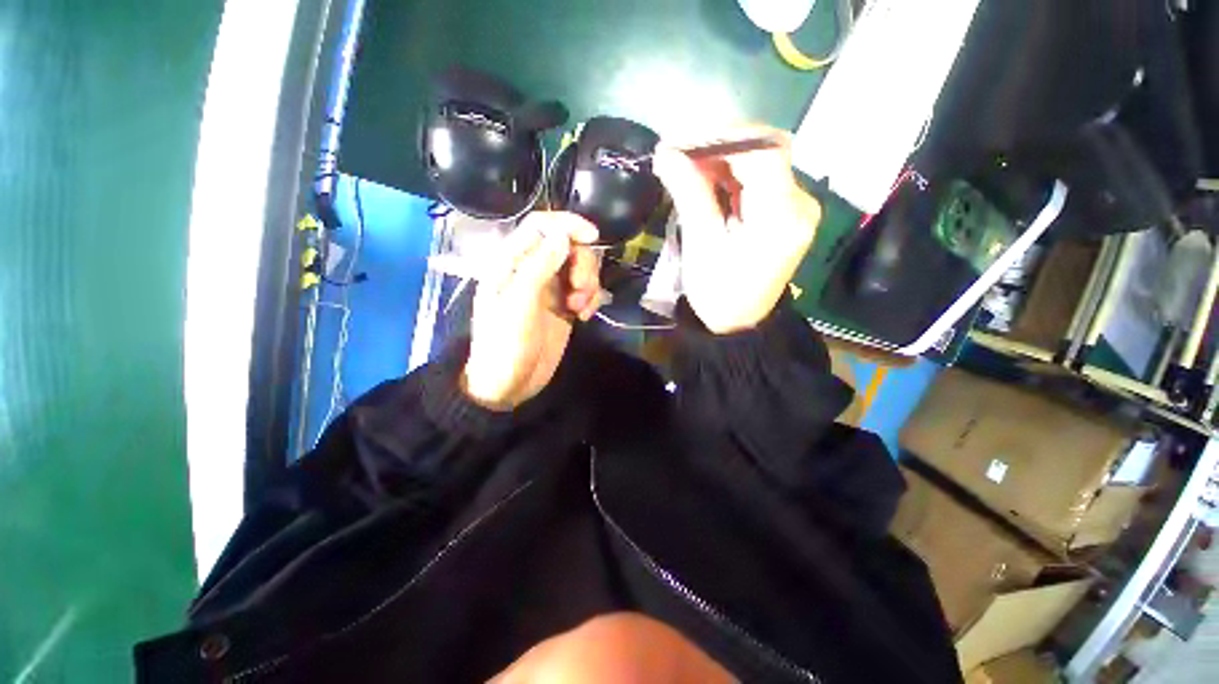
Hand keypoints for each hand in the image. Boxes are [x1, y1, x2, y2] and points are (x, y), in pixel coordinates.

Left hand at [462, 212, 602, 409]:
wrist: (508, 385)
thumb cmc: (505, 344)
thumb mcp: (519, 304)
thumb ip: (539, 266)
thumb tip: (563, 234)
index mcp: (512, 262)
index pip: (540, 226)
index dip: (567, 224)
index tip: (592, 237)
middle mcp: (532, 270)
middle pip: (567, 246)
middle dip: (582, 263)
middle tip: (580, 289)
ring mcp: (550, 289)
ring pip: (579, 267)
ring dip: (588, 283)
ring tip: (581, 307)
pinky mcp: (564, 307)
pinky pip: (585, 290)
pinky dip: (591, 298)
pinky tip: (584, 315)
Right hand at [651, 126, 820, 333]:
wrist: (739, 323)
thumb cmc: (719, 292)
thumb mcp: (701, 245)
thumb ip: (689, 194)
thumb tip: (665, 152)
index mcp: (782, 216)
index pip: (764, 151)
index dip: (724, 137)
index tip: (683, 143)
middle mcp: (799, 204)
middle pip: (763, 153)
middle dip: (718, 148)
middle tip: (678, 155)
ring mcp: (795, 208)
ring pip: (759, 164)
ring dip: (721, 161)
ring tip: (685, 169)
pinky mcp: (785, 214)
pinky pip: (757, 182)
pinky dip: (730, 177)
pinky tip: (705, 184)